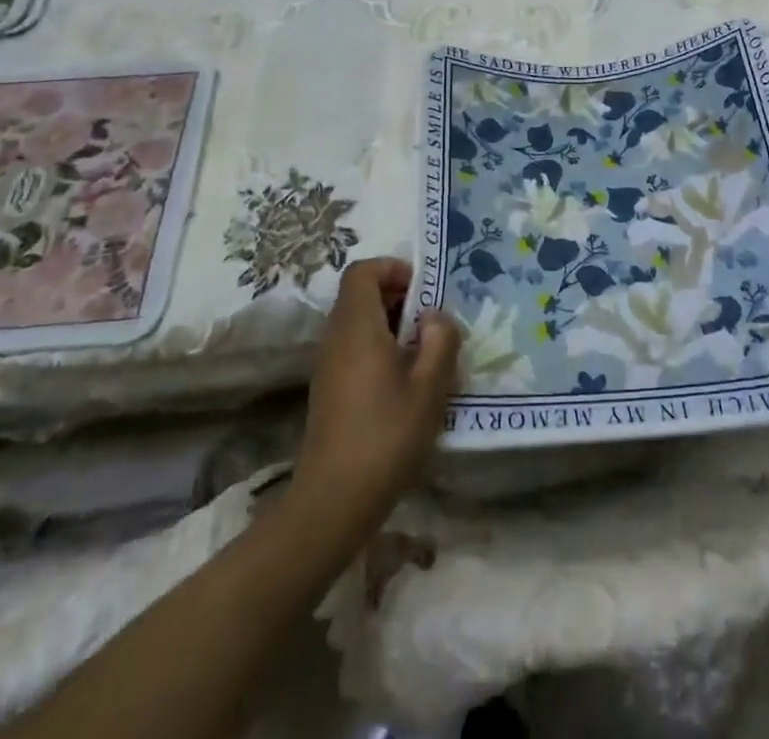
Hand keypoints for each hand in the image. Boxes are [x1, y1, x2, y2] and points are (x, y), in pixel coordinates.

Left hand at [291, 259, 460, 538]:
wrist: (333, 501)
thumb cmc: (386, 435)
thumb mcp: (429, 386)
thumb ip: (440, 340)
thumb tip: (434, 317)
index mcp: (357, 325)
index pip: (362, 271)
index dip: (392, 269)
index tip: (423, 290)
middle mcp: (336, 336)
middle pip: (360, 294)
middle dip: (397, 296)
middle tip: (431, 321)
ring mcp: (328, 364)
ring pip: (357, 322)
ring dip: (390, 324)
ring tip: (424, 352)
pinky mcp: (328, 389)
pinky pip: (353, 347)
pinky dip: (379, 348)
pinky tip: (404, 381)